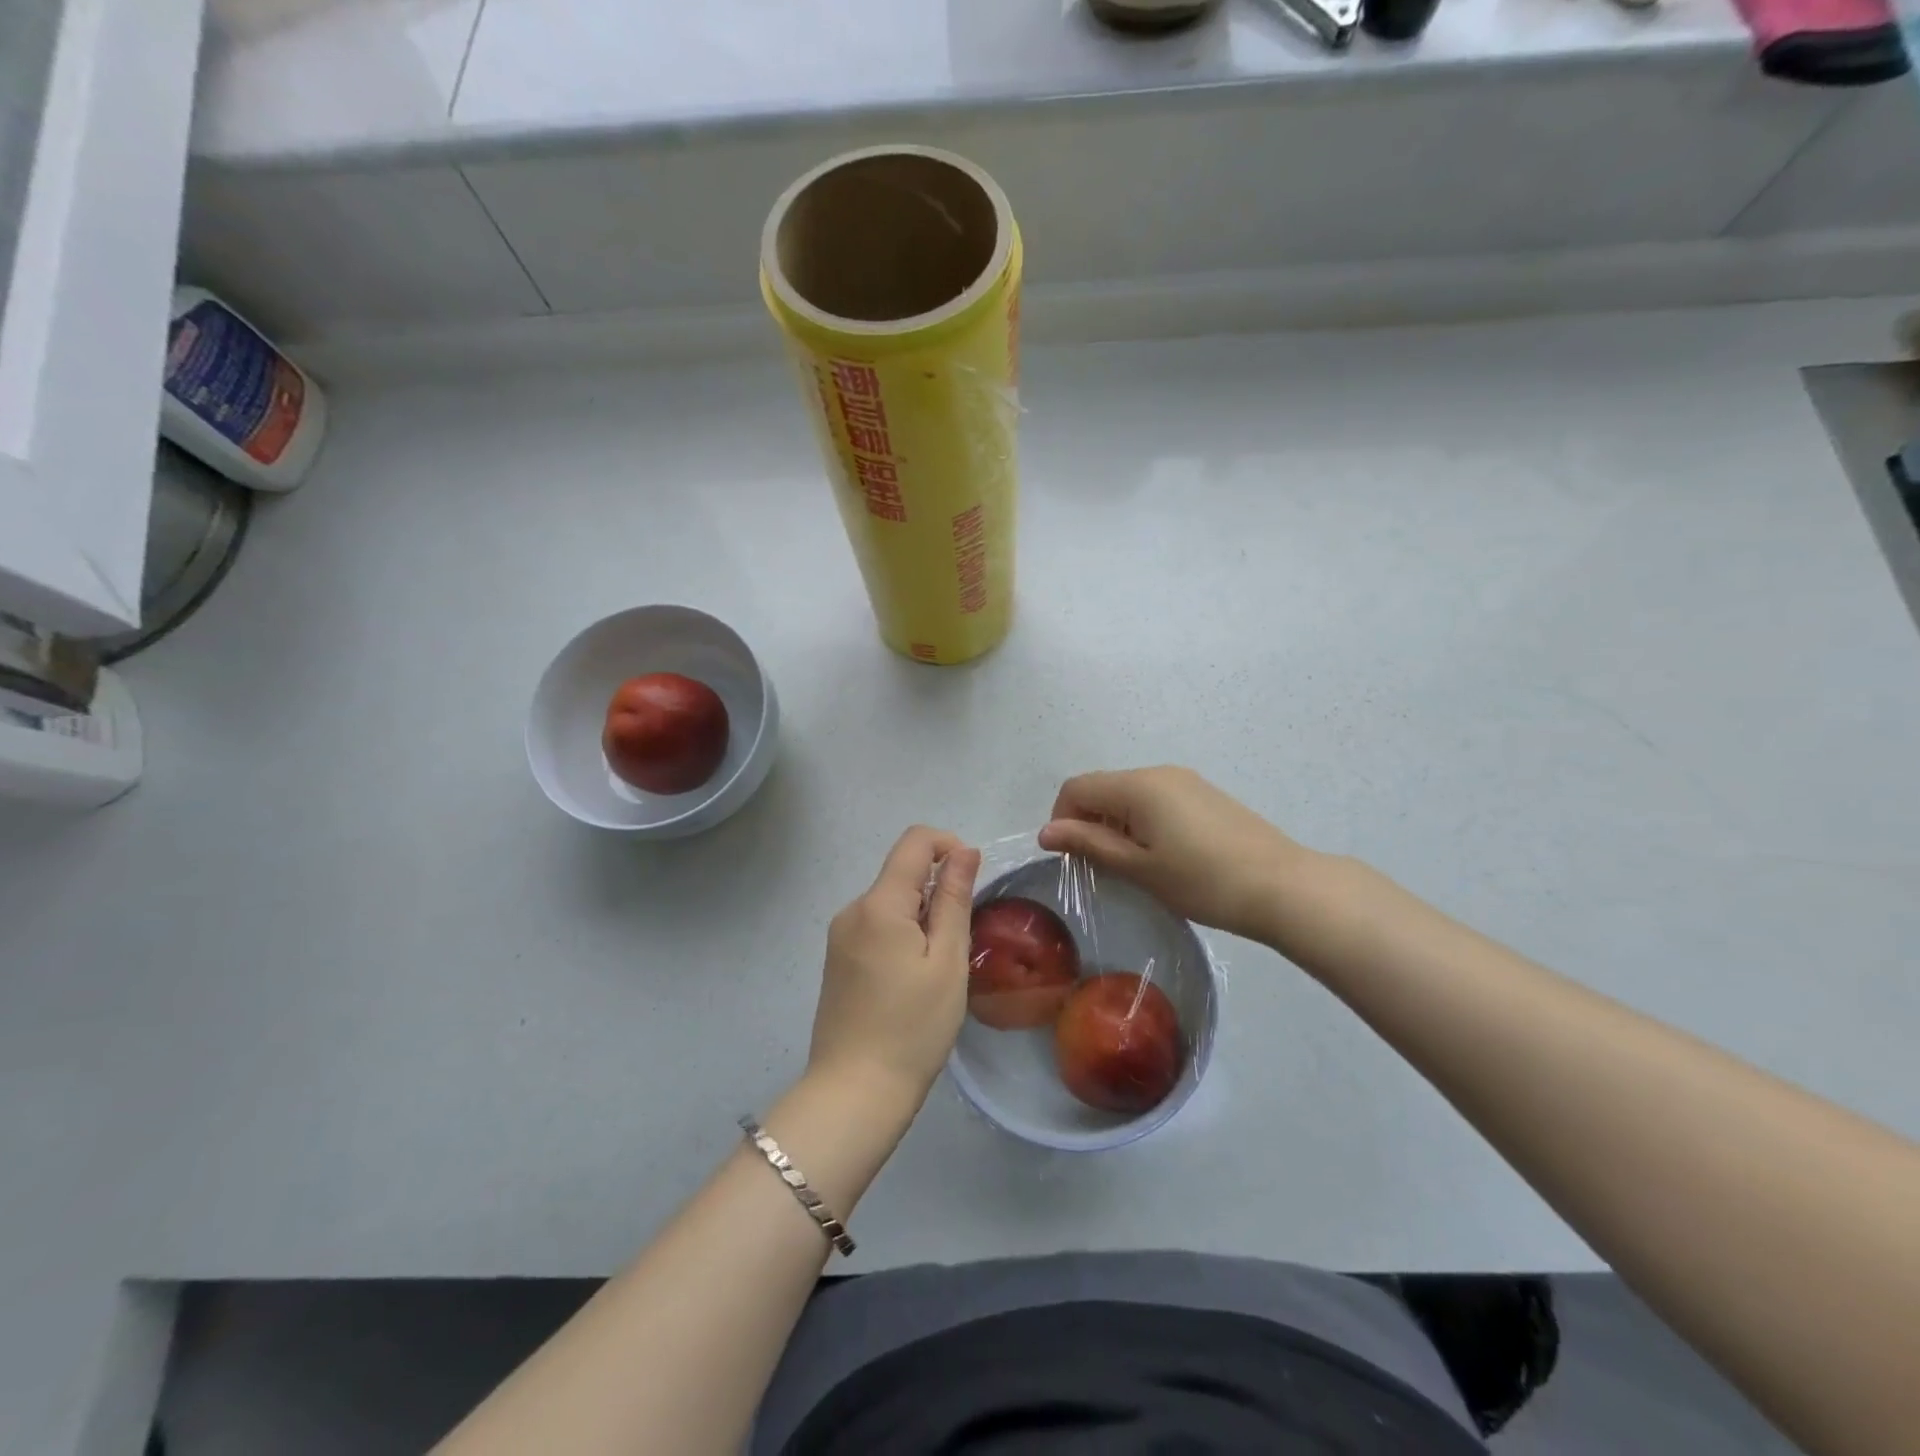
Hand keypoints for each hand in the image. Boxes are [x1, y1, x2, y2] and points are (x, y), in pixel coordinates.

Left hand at [809, 826, 981, 1105]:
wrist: (854, 1092)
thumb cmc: (913, 1027)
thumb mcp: (947, 961)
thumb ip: (954, 899)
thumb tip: (963, 850)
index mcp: (879, 904)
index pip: (915, 841)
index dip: (948, 846)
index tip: (970, 884)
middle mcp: (852, 909)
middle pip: (902, 874)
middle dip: (936, 893)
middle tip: (956, 948)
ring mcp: (840, 935)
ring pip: (891, 902)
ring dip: (921, 919)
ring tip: (934, 972)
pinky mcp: (837, 959)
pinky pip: (876, 927)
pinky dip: (901, 936)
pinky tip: (910, 982)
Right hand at [1037, 767, 1310, 942]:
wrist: (1282, 886)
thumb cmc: (1202, 880)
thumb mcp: (1139, 867)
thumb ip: (1089, 843)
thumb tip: (1045, 832)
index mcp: (1137, 786)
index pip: (1076, 788)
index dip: (1062, 819)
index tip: (1072, 857)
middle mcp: (1158, 772)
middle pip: (1102, 787)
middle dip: (1088, 822)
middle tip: (1102, 867)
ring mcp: (1185, 781)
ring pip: (1129, 794)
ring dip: (1115, 823)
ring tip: (1134, 865)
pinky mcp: (1204, 794)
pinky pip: (1155, 799)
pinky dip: (1142, 821)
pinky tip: (1163, 855)